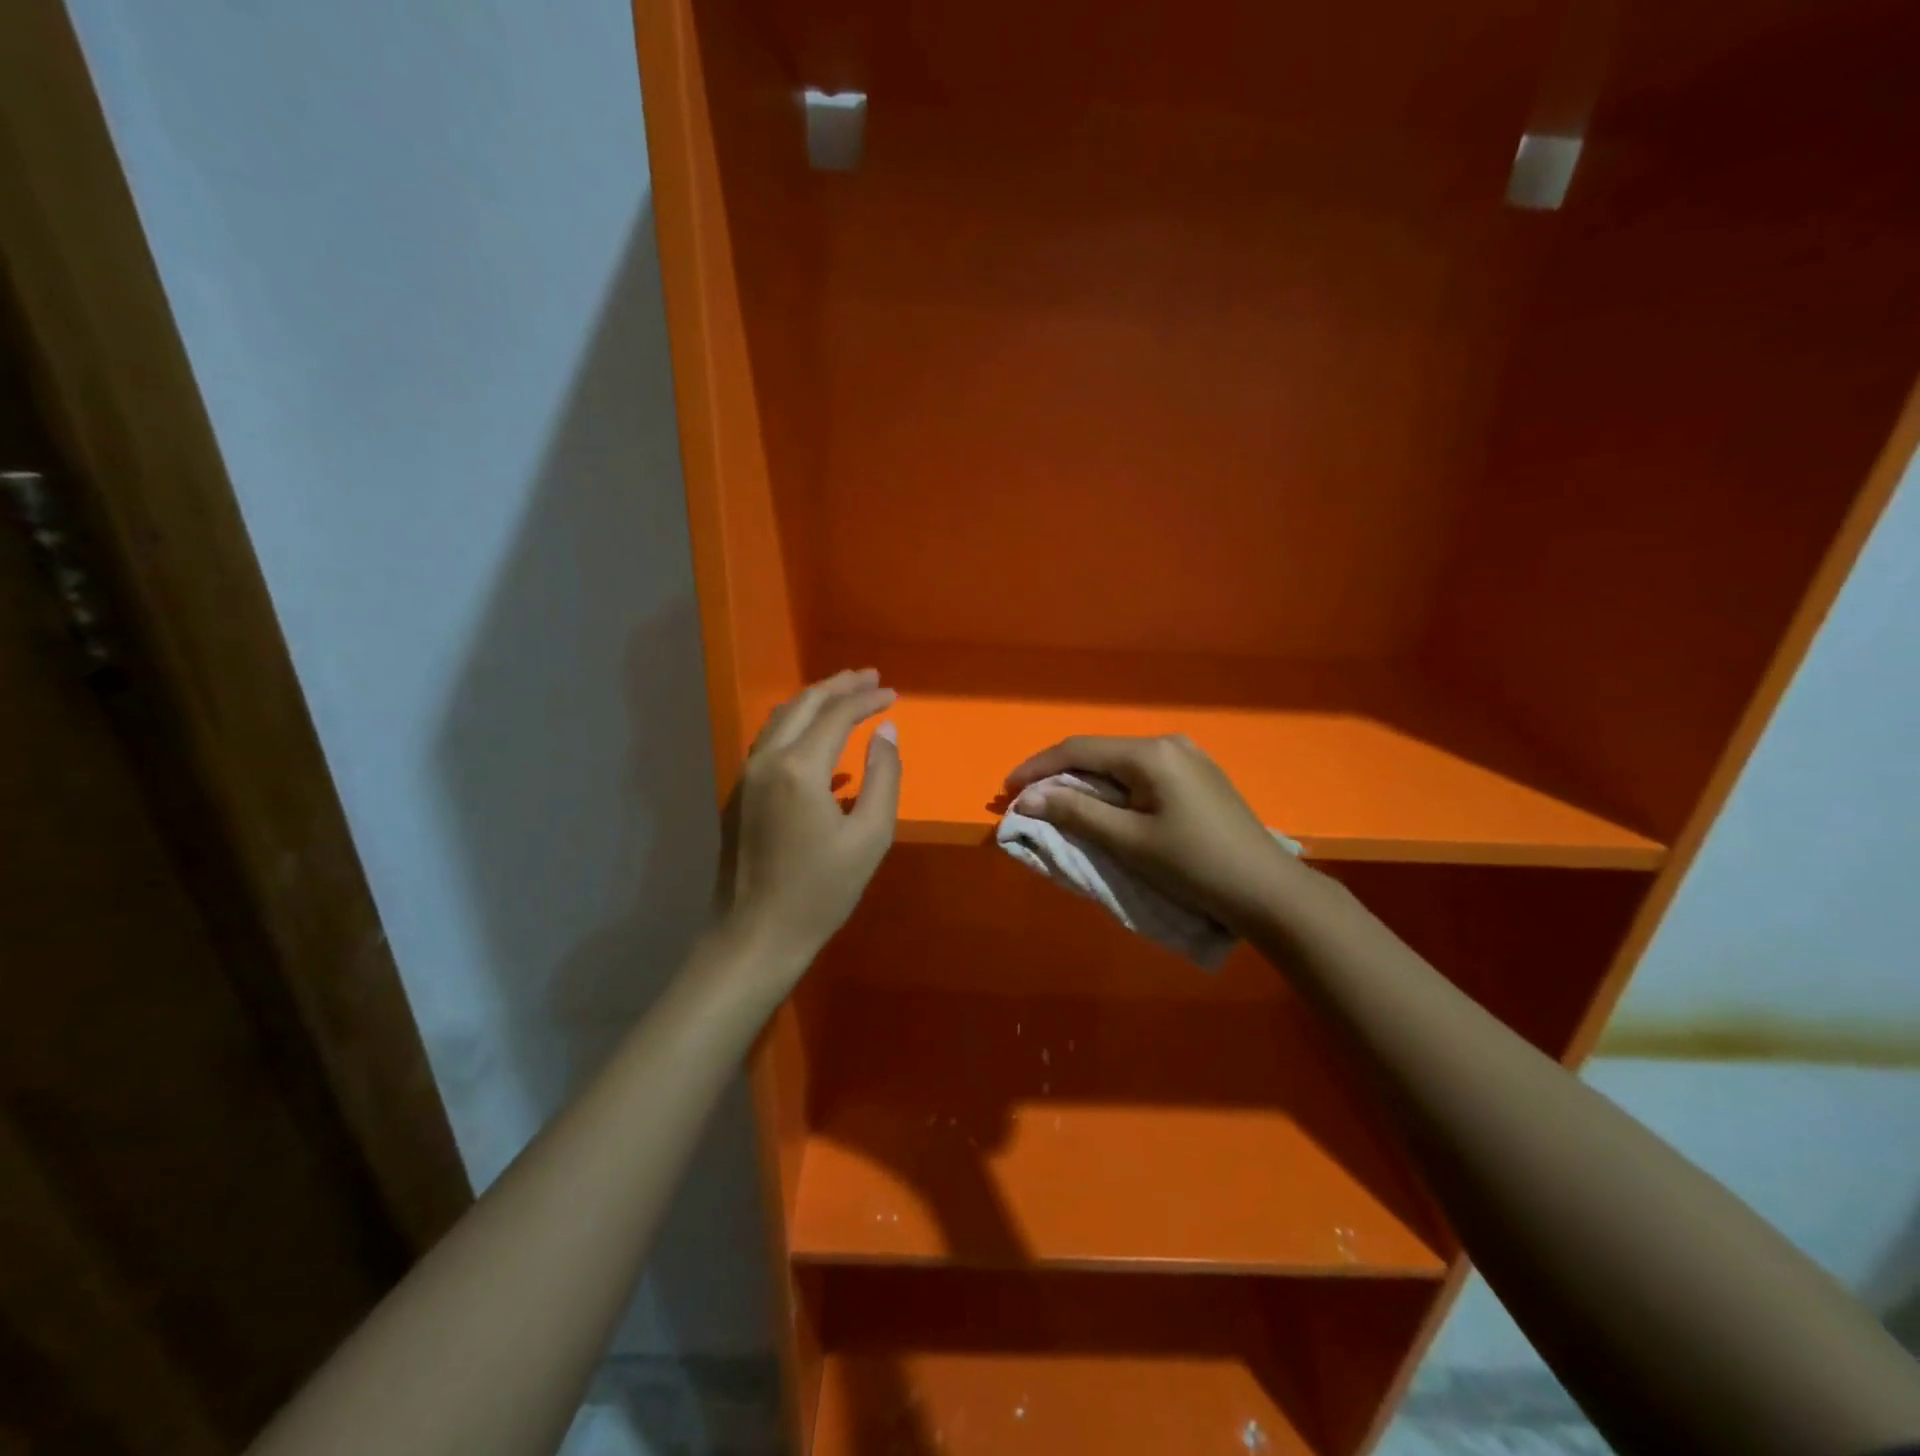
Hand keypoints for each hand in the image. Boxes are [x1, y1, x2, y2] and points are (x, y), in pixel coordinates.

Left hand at [717, 669, 900, 976]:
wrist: (755, 935)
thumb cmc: (821, 891)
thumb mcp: (870, 837)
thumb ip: (884, 777)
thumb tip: (887, 732)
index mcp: (800, 768)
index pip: (837, 714)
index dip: (867, 700)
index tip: (893, 694)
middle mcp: (767, 759)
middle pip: (804, 704)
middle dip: (839, 686)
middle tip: (870, 678)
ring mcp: (746, 774)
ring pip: (781, 718)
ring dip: (815, 700)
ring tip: (845, 694)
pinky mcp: (739, 792)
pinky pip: (769, 740)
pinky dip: (796, 723)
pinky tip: (815, 735)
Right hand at [1005, 734, 1301, 935]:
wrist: (1267, 891)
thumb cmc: (1193, 866)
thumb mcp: (1128, 841)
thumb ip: (1075, 812)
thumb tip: (1027, 796)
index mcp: (1151, 753)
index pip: (1078, 750)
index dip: (1038, 768)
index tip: (1007, 790)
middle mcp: (1169, 744)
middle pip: (1100, 754)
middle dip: (1060, 776)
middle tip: (1029, 801)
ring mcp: (1188, 758)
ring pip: (1120, 765)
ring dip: (1087, 784)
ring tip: (1059, 806)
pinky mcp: (1199, 778)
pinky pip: (1142, 775)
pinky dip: (1114, 790)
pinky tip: (1105, 808)